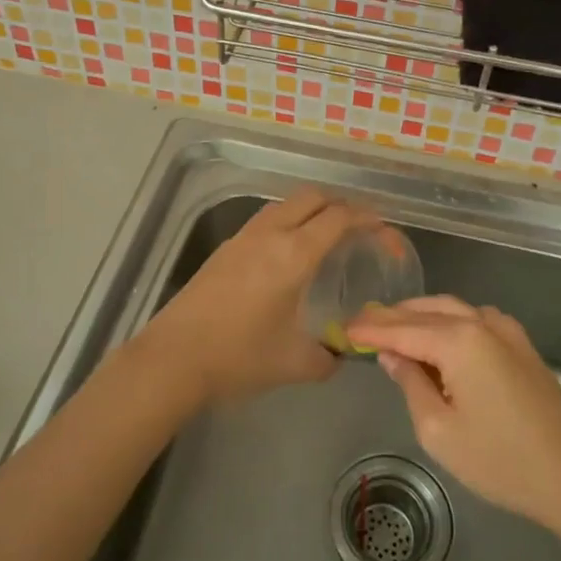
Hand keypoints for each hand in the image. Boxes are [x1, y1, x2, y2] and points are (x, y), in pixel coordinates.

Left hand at [137, 189, 372, 407]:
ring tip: (328, 237)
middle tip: (361, 230)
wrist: (173, 358)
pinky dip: (289, 222)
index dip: (370, 220)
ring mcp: (243, 237)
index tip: (386, 234)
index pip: (340, 218)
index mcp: (294, 255)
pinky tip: (289, 254)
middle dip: (343, 205)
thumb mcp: (295, 363)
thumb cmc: (239, 357)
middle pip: (313, 197)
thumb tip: (342, 353)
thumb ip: (328, 356)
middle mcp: (270, 234)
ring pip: (286, 204)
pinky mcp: (225, 248)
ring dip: (312, 210)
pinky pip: (266, 220)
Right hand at [346, 296, 560, 532]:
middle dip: (392, 317)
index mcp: (459, 341)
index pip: (402, 329)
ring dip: (419, 315)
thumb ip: (410, 384)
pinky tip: (436, 338)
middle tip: (361, 324)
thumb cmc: (500, 461)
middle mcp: (482, 323)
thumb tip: (393, 356)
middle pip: (426, 311)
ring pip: (451, 310)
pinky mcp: (521, 345)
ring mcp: (506, 331)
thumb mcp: (439, 430)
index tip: (343, 329)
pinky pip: (474, 320)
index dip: (370, 330)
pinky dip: (447, 321)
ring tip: (391, 328)